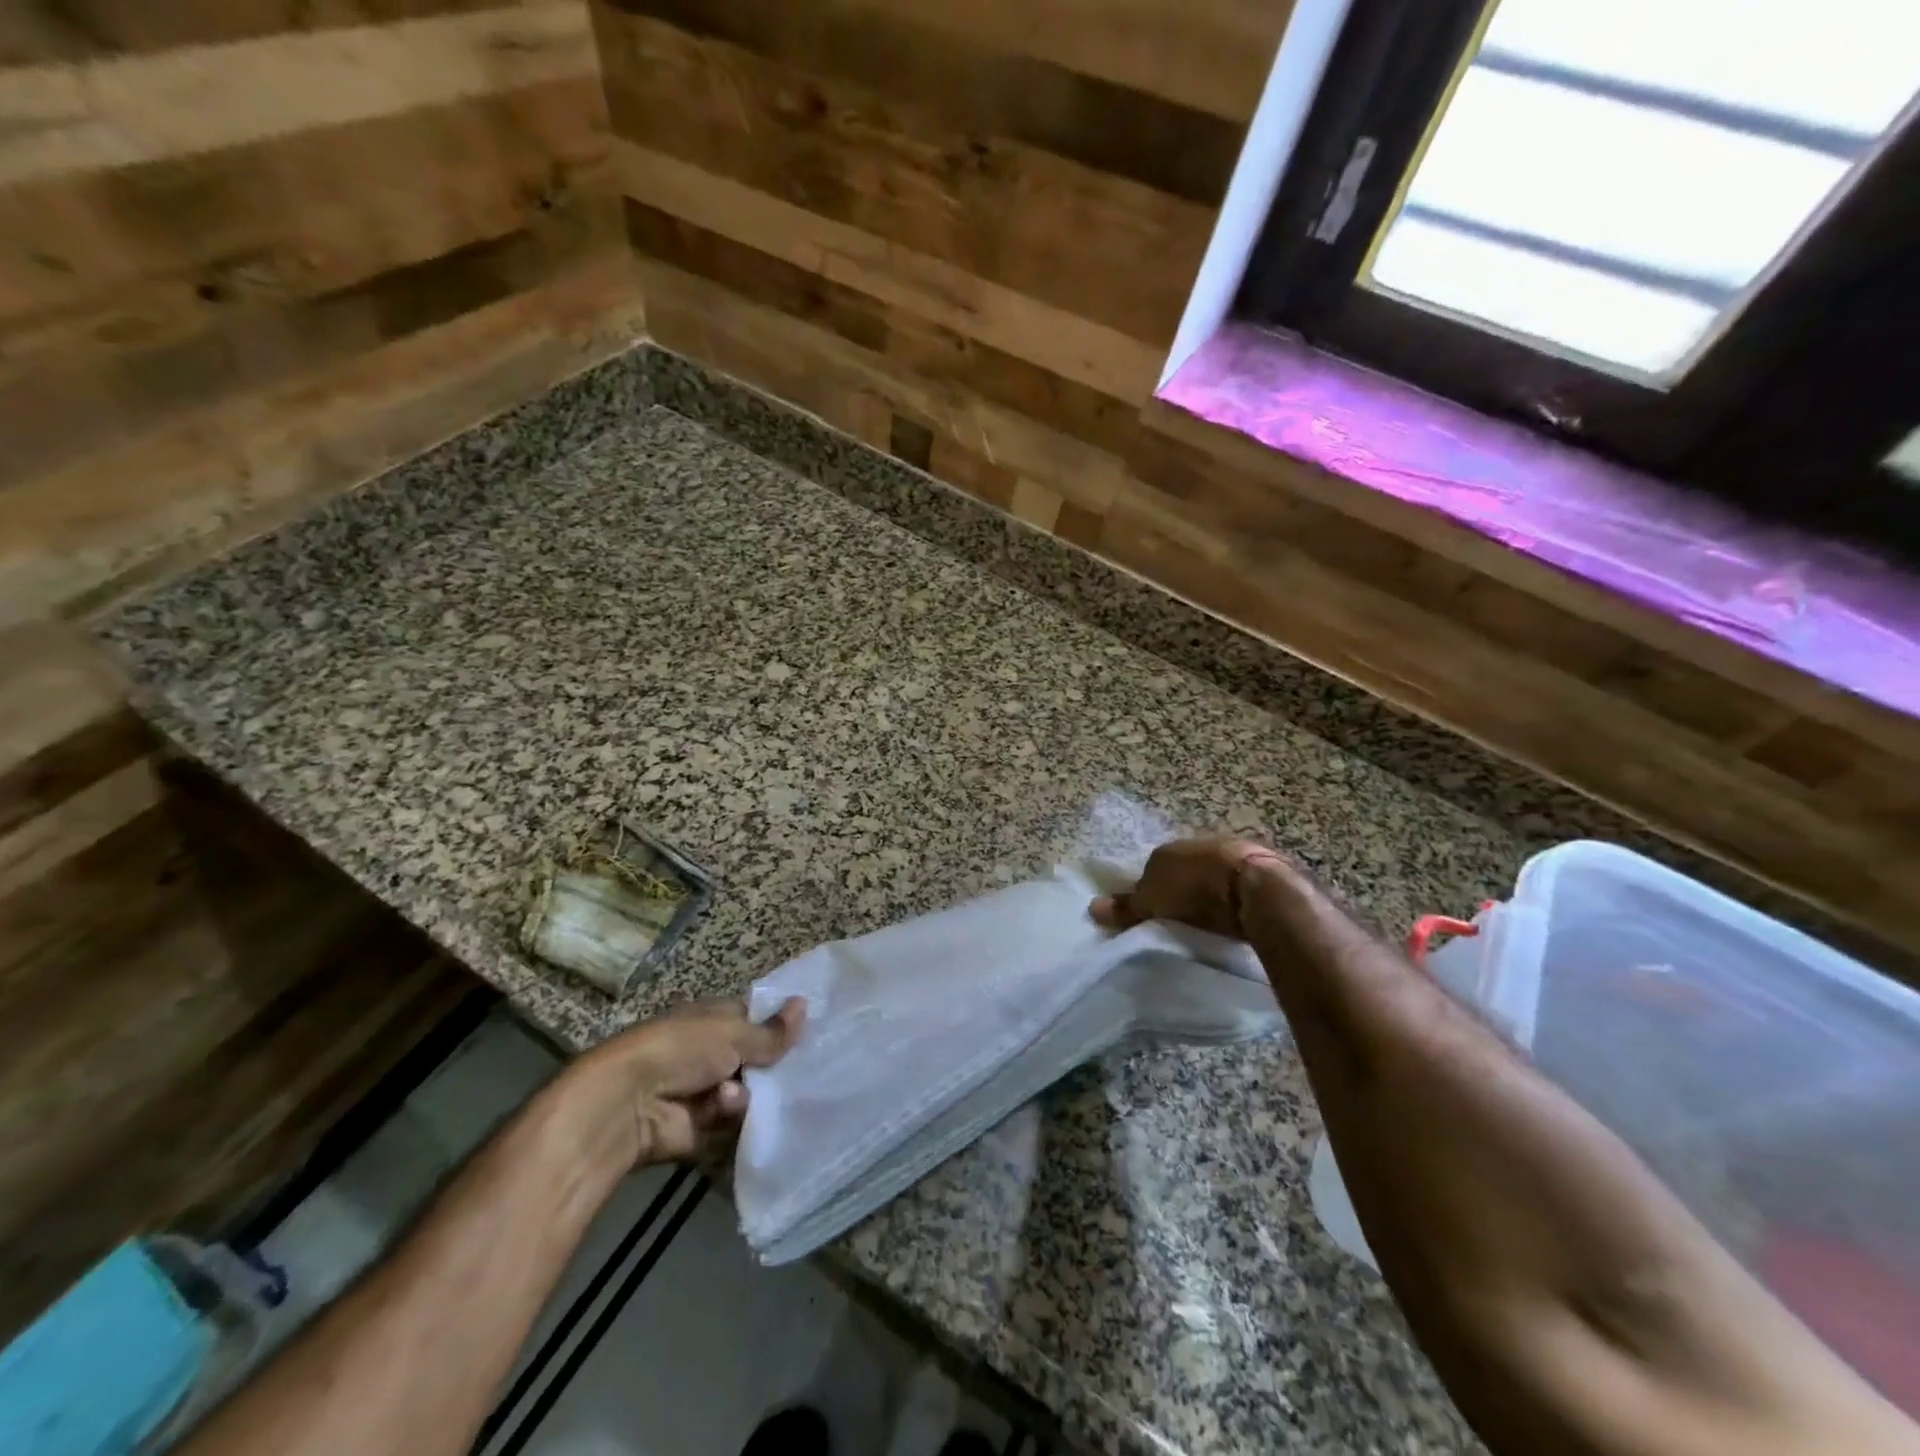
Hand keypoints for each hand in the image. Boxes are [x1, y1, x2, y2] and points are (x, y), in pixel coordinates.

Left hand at [567, 997, 805, 1166]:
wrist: (629, 1104)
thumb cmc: (681, 1050)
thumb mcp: (732, 1033)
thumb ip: (772, 1031)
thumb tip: (805, 1003)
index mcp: (716, 1019)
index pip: (757, 1019)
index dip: (782, 1026)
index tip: (811, 1035)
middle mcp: (712, 1052)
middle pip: (757, 1060)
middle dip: (773, 1068)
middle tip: (796, 1073)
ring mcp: (706, 1091)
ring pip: (750, 1094)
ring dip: (747, 1096)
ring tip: (733, 1098)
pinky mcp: (702, 1128)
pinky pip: (734, 1123)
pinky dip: (732, 1119)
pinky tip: (723, 1114)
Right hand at [1090, 836, 1288, 936]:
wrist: (1254, 886)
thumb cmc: (1194, 891)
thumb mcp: (1152, 904)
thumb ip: (1126, 908)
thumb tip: (1092, 907)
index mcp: (1167, 849)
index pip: (1151, 868)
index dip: (1150, 890)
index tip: (1153, 914)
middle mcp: (1197, 843)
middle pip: (1183, 869)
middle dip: (1182, 889)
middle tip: (1180, 918)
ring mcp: (1231, 851)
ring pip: (1212, 874)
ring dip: (1210, 891)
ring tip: (1209, 921)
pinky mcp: (1261, 867)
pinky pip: (1237, 883)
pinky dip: (1234, 897)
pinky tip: (1235, 915)